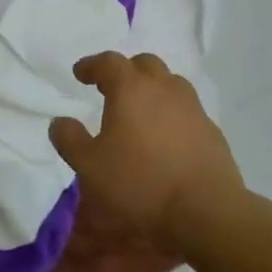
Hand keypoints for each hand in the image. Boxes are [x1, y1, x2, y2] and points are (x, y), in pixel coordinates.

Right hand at [49, 52, 244, 253]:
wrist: (206, 210)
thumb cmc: (140, 183)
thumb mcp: (90, 167)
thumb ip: (70, 140)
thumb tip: (60, 122)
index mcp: (131, 89)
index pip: (109, 62)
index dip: (91, 65)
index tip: (79, 74)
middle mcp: (163, 89)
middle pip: (144, 64)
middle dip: (125, 70)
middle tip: (110, 87)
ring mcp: (192, 107)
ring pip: (170, 83)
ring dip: (152, 88)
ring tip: (140, 108)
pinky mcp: (211, 130)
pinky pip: (186, 108)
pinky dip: (171, 111)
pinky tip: (165, 135)